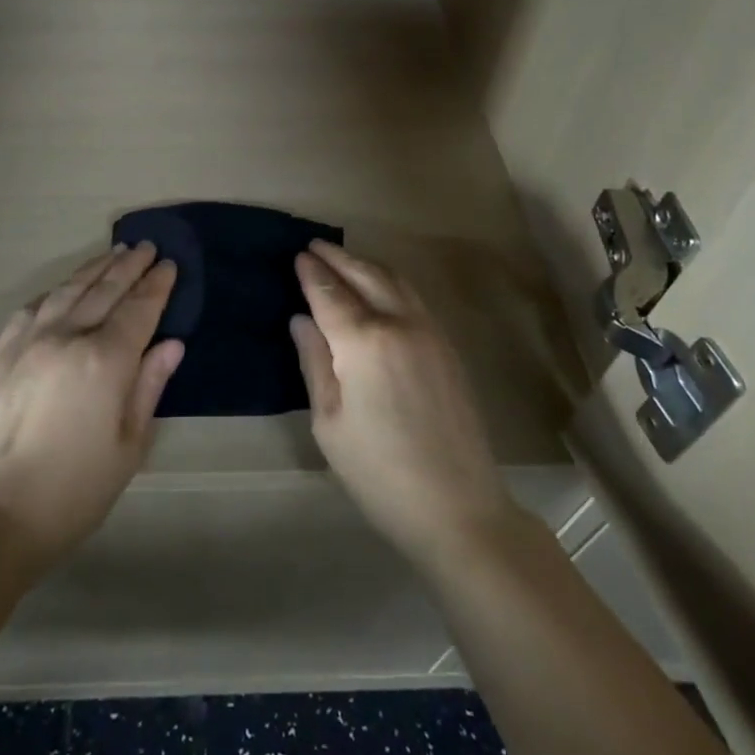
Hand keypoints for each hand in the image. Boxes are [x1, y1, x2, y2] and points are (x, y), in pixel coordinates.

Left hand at [0, 243, 183, 569]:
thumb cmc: (73, 490)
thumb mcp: (128, 447)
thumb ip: (149, 387)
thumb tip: (171, 344)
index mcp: (104, 361)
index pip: (139, 309)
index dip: (156, 286)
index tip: (169, 265)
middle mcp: (67, 337)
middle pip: (105, 290)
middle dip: (129, 266)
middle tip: (146, 246)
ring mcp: (29, 341)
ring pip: (69, 290)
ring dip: (94, 269)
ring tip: (113, 253)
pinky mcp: (1, 354)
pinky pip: (33, 308)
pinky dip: (56, 292)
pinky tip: (64, 289)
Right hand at [291, 241, 514, 567]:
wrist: (457, 508)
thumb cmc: (378, 472)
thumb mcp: (329, 422)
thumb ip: (314, 362)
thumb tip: (302, 320)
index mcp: (364, 342)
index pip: (330, 293)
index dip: (311, 273)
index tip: (297, 255)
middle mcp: (399, 323)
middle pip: (365, 275)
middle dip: (338, 257)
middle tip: (315, 246)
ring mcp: (430, 332)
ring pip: (394, 281)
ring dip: (366, 265)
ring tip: (344, 260)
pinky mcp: (447, 347)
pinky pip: (413, 298)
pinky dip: (389, 282)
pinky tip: (379, 289)